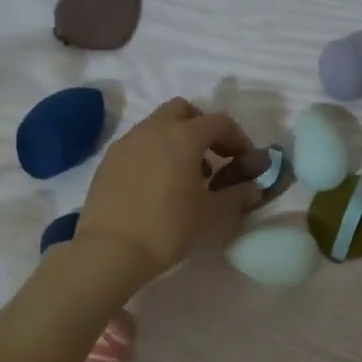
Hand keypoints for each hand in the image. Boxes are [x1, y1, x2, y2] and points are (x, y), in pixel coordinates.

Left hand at [66, 98, 253, 292]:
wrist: (111, 250)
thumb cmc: (169, 228)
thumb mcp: (213, 215)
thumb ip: (238, 195)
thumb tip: (253, 187)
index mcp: (184, 136)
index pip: (219, 122)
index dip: (238, 139)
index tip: (245, 161)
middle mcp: (154, 129)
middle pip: (184, 111)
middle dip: (202, 128)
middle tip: (213, 157)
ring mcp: (127, 142)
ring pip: (158, 125)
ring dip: (177, 140)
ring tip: (185, 176)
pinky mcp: (109, 160)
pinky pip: (139, 144)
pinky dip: (154, 153)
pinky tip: (158, 185)